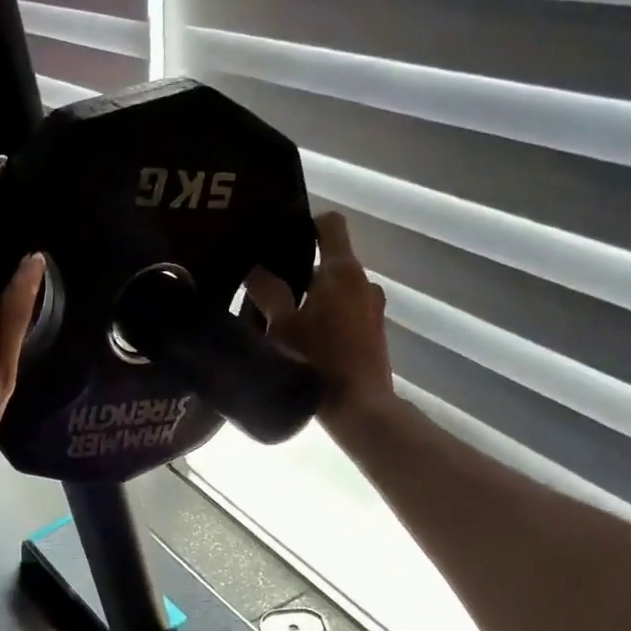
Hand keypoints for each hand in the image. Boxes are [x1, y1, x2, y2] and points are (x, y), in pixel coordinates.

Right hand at [248, 210, 391, 431]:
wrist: (360, 407)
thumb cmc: (318, 361)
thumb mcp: (282, 326)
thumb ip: (267, 292)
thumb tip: (255, 270)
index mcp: (342, 271)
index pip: (330, 224)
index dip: (306, 224)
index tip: (281, 240)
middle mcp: (363, 282)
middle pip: (331, 260)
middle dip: (302, 270)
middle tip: (270, 289)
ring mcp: (374, 308)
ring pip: (338, 290)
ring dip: (315, 297)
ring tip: (286, 319)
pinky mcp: (375, 332)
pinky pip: (347, 312)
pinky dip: (329, 317)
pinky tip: (307, 342)